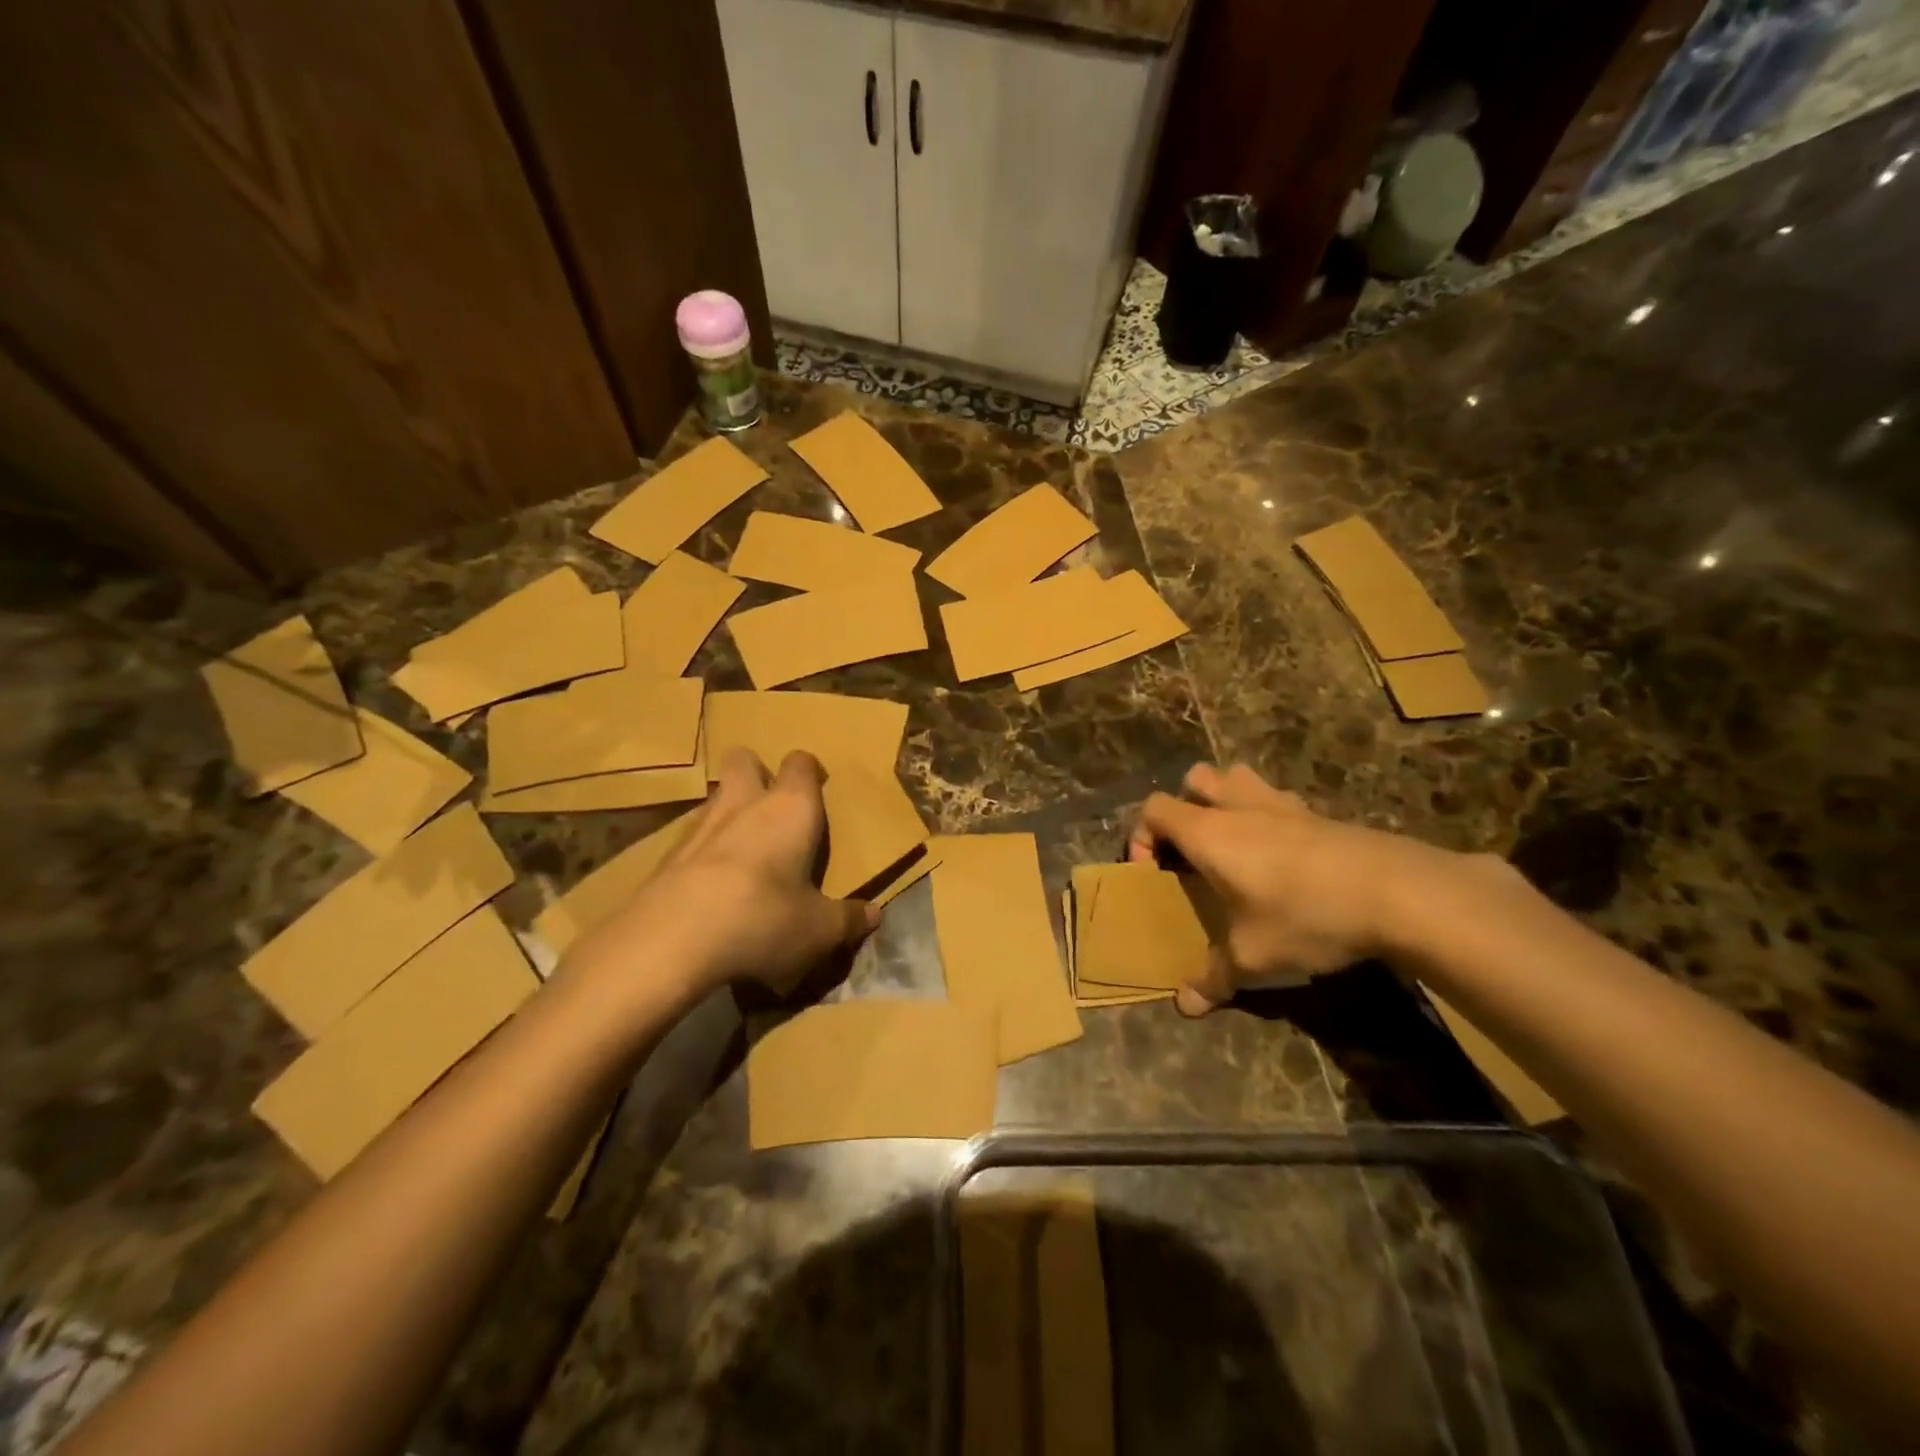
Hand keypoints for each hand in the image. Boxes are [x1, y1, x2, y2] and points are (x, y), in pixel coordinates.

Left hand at [562, 749, 877, 1011]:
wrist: (672, 940)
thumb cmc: (764, 919)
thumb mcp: (819, 930)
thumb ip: (848, 920)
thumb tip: (874, 914)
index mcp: (791, 808)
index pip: (801, 764)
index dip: (810, 771)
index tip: (818, 787)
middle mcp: (745, 803)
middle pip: (745, 759)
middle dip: (757, 771)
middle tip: (772, 805)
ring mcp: (699, 825)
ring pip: (715, 795)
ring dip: (729, 810)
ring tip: (743, 847)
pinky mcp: (666, 855)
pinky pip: (691, 837)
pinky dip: (703, 849)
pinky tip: (710, 883)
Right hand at [1127, 763, 1463, 1016]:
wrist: (1397, 892)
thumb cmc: (1306, 916)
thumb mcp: (1255, 957)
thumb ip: (1214, 977)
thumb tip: (1185, 1005)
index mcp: (1209, 832)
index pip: (1154, 809)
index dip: (1142, 836)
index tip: (1154, 873)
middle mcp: (1238, 807)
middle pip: (1194, 778)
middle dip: (1184, 806)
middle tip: (1193, 850)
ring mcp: (1281, 803)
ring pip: (1237, 777)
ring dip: (1225, 799)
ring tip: (1234, 842)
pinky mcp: (1318, 812)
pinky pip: (1276, 799)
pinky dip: (1267, 815)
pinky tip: (1283, 856)